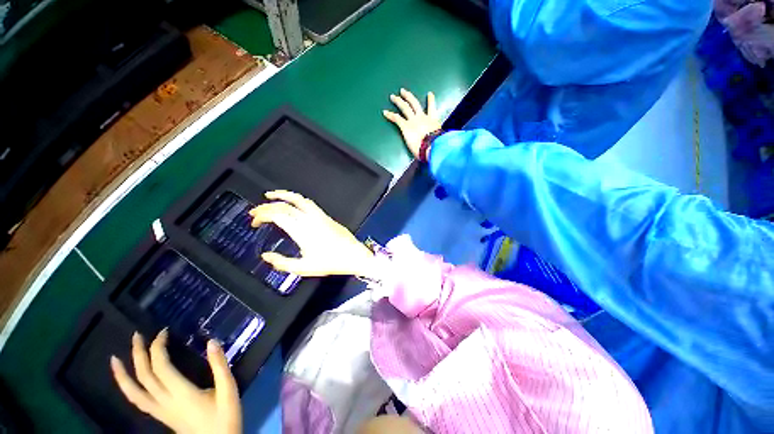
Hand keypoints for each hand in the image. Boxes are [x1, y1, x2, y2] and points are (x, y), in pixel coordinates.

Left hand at [110, 330, 241, 433]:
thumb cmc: (224, 417)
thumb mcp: (228, 390)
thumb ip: (220, 366)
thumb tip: (212, 342)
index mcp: (181, 393)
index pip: (161, 367)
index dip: (158, 347)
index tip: (164, 331)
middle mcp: (165, 401)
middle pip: (144, 376)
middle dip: (138, 354)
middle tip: (137, 335)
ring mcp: (159, 410)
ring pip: (134, 393)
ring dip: (123, 375)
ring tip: (114, 359)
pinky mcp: (160, 415)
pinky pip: (138, 401)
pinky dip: (129, 389)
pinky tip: (129, 382)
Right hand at [248, 190, 377, 277]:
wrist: (354, 255)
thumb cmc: (331, 263)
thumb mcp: (304, 268)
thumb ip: (282, 263)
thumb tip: (265, 256)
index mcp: (302, 231)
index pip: (277, 215)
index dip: (262, 215)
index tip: (254, 221)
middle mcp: (310, 219)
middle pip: (285, 205)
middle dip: (267, 206)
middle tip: (255, 211)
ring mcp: (320, 216)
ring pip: (299, 199)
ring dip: (284, 195)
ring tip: (271, 196)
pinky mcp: (326, 216)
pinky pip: (309, 203)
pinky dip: (297, 200)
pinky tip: (293, 204)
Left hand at [383, 88, 441, 157]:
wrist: (431, 145)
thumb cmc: (436, 144)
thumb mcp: (439, 138)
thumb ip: (437, 137)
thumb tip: (438, 143)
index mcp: (432, 121)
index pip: (432, 109)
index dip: (431, 101)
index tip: (429, 94)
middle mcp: (422, 117)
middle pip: (414, 103)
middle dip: (408, 96)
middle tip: (403, 91)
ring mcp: (413, 120)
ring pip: (405, 107)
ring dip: (398, 101)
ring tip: (392, 97)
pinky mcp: (405, 126)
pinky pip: (396, 118)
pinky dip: (390, 115)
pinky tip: (384, 112)